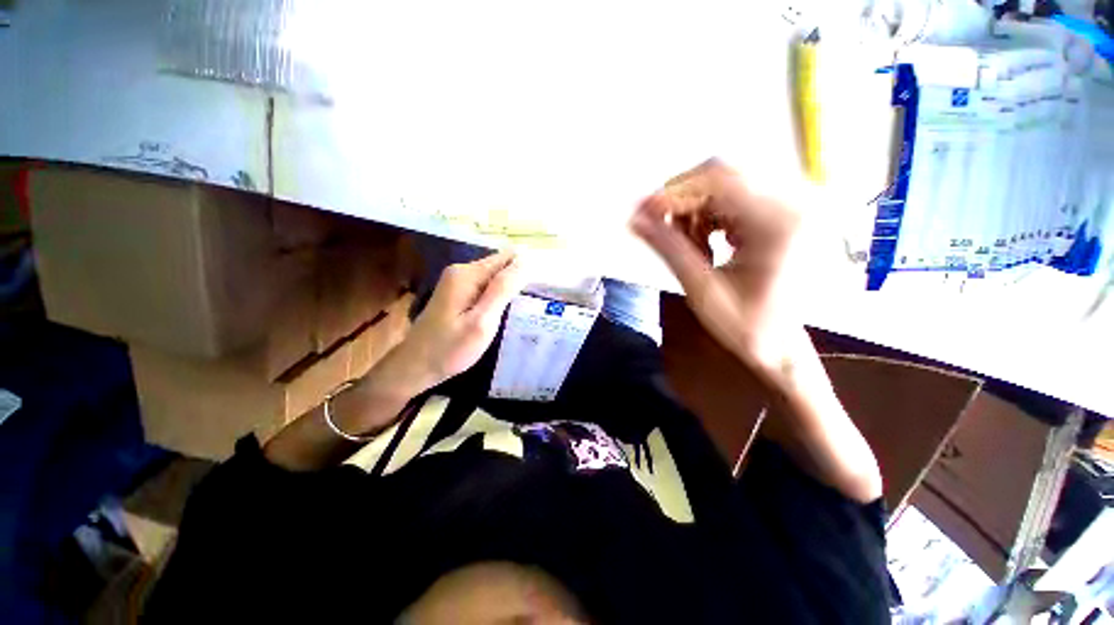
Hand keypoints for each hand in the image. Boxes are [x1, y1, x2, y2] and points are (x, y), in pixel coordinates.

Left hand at [378, 250, 522, 396]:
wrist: (415, 367)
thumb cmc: (450, 348)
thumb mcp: (482, 321)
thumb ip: (502, 290)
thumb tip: (524, 261)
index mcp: (468, 274)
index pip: (507, 258)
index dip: (525, 270)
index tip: (540, 289)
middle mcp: (462, 272)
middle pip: (500, 266)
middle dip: (518, 281)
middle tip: (533, 306)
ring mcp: (457, 283)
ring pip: (494, 278)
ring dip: (509, 290)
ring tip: (524, 310)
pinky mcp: (457, 294)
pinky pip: (485, 288)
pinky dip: (497, 297)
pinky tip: (506, 313)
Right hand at [631, 158, 804, 378]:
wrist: (784, 347)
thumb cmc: (747, 327)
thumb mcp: (702, 290)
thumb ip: (668, 249)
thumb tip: (635, 220)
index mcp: (782, 222)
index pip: (719, 180)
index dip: (673, 192)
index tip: (641, 211)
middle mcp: (798, 201)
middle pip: (724, 175)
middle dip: (683, 200)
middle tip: (658, 228)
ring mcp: (796, 204)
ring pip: (728, 183)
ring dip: (696, 209)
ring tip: (687, 243)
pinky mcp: (788, 211)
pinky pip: (738, 195)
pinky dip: (711, 213)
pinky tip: (706, 240)